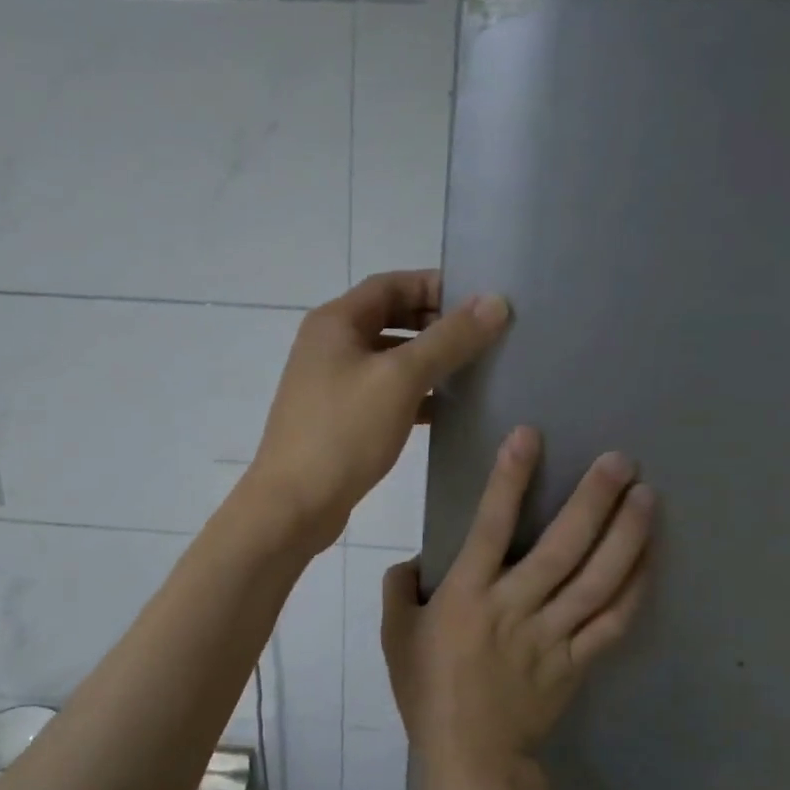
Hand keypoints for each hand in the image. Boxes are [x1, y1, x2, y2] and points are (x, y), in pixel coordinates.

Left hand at [246, 271, 510, 552]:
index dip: (435, 286)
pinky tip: (448, 411)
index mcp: (335, 323)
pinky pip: (384, 394)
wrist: (293, 505)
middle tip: (484, 336)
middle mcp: (329, 346)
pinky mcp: (340, 420)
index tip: (480, 301)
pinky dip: (415, 396)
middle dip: (436, 324)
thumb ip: (449, 339)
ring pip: (389, 360)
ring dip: (428, 362)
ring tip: (475, 371)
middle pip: (390, 319)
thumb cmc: (343, 433)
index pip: (391, 284)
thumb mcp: (400, 379)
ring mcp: (332, 385)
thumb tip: (495, 302)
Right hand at [382, 426, 653, 789]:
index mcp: (467, 596)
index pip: (490, 525)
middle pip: (562, 547)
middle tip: (620, 460)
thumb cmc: (427, 694)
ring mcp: (552, 635)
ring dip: (626, 536)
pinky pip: (613, 622)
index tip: (530, 435)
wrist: (471, 761)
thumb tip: (414, 560)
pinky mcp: (577, 661)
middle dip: (593, 499)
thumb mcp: (394, 638)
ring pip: (598, 580)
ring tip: (647, 497)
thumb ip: (398, 589)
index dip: (510, 478)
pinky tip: (650, 558)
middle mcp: (515, 607)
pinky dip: (636, 589)